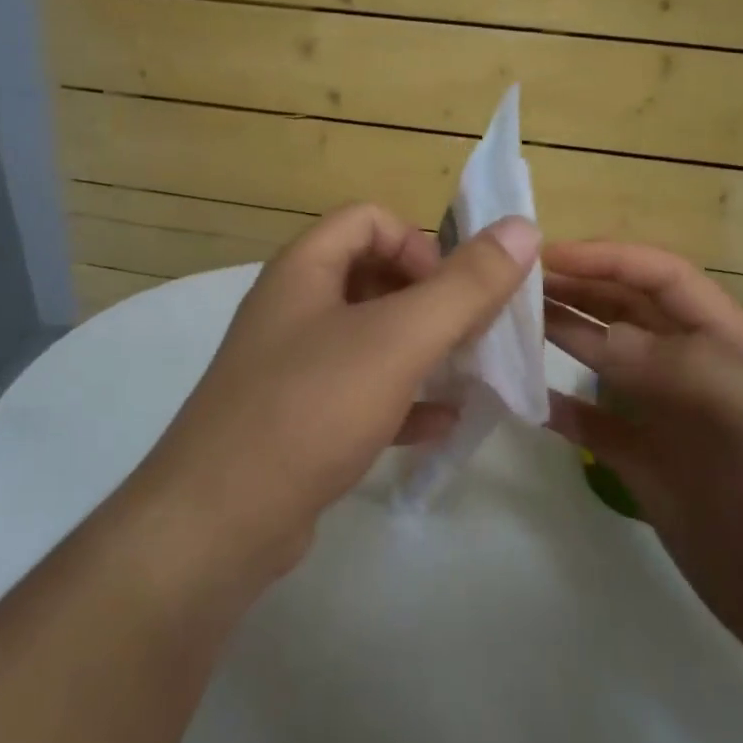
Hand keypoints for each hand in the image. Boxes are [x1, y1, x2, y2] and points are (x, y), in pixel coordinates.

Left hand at [138, 203, 540, 578]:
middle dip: (429, 300)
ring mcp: (291, 366)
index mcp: (304, 269)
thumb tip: (522, 226)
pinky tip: (440, 425)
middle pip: (371, 276)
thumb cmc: (311, 408)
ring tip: (467, 375)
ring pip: (368, 339)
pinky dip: (401, 400)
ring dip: (421, 351)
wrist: (220, 522)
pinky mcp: (296, 419)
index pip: (369, 220)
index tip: (452, 292)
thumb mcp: (398, 340)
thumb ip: (465, 285)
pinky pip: (358, 393)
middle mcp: (292, 308)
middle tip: (471, 335)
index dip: (418, 243)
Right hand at [542, 241, 742, 700]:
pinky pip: (595, 425)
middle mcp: (694, 372)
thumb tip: (599, 335)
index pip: (662, 277)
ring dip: (562, 337)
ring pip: (604, 362)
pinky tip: (526, 399)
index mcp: (729, 344)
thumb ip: (677, 365)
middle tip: (509, 286)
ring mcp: (669, 422)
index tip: (544, 257)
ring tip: (507, 326)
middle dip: (576, 288)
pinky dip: (560, 409)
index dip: (606, 258)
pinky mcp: (648, 470)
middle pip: (626, 311)